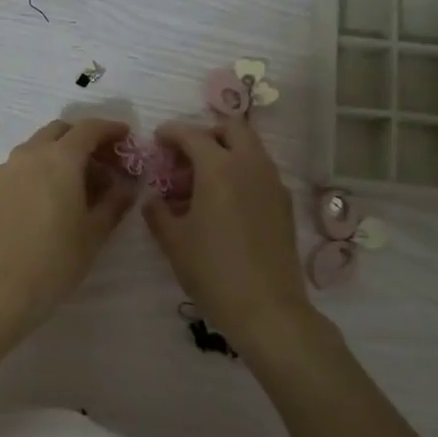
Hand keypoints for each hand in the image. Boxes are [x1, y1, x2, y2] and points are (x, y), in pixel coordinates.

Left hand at [0, 118, 135, 328]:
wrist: (1, 285)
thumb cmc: (56, 258)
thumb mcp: (95, 231)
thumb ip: (116, 201)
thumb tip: (128, 185)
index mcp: (60, 157)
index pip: (89, 128)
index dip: (111, 129)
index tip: (127, 138)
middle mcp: (32, 153)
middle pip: (62, 131)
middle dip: (86, 139)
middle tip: (107, 162)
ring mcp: (9, 167)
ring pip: (41, 145)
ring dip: (64, 152)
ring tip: (84, 182)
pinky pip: (26, 162)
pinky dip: (45, 165)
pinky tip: (58, 193)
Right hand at [143, 116, 312, 347]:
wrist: (267, 308)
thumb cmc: (212, 270)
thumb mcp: (173, 241)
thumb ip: (158, 212)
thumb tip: (154, 199)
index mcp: (219, 168)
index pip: (192, 135)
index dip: (171, 133)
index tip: (157, 139)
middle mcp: (250, 166)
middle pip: (232, 128)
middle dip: (206, 133)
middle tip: (185, 155)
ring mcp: (272, 184)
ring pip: (250, 149)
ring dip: (226, 152)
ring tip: (202, 182)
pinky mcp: (284, 204)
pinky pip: (260, 172)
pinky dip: (241, 172)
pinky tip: (224, 202)